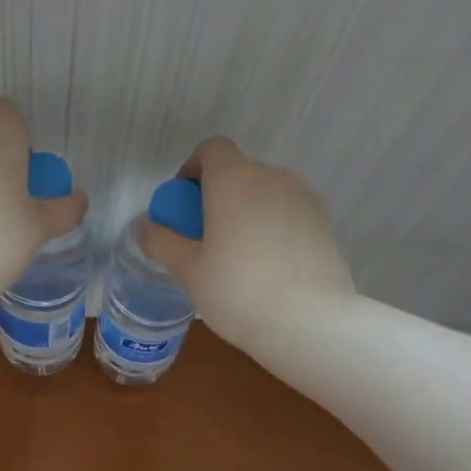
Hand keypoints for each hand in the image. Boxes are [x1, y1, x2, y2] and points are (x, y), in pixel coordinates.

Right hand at [140, 136, 354, 350]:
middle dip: (217, 194)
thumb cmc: (238, 291)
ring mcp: (303, 197)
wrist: (310, 322)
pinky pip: (287, 211)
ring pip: (265, 192)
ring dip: (246, 209)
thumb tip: (145, 226)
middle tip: (204, 236)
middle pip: (238, 171)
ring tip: (237, 254)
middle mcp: (271, 177)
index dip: (193, 167)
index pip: (212, 148)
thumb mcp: (188, 270)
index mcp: (234, 180)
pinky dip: (272, 225)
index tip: (183, 202)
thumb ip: (162, 241)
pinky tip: (267, 265)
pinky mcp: (324, 222)